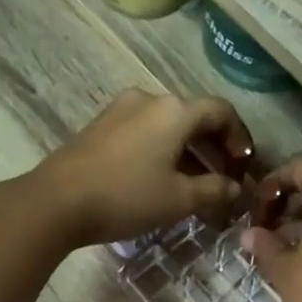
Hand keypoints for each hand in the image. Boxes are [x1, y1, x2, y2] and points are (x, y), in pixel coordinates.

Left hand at [34, 90, 253, 246]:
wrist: (55, 202)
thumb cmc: (126, 196)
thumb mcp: (178, 199)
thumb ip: (214, 190)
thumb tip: (234, 187)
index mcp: (174, 110)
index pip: (221, 112)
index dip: (240, 138)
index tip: (245, 166)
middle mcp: (149, 99)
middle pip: (193, 117)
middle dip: (214, 147)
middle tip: (225, 178)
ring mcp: (120, 111)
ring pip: (167, 126)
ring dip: (188, 152)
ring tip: (195, 185)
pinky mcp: (100, 127)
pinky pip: (144, 133)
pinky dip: (162, 151)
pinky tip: (161, 179)